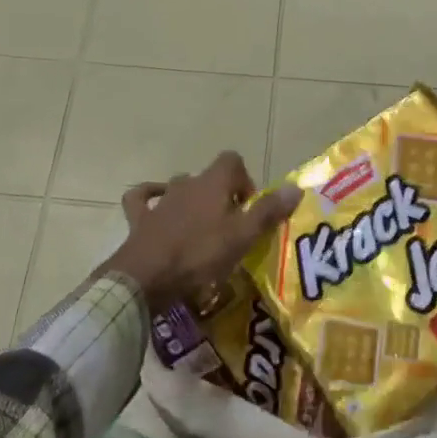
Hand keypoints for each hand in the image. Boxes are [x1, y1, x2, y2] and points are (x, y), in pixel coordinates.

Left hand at [103, 152, 302, 308]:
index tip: (249, 208)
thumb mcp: (242, 237)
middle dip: (221, 196)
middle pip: (209, 178)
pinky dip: (149, 198)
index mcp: (212, 182)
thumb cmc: (199, 255)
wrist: (146, 277)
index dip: (244, 180)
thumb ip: (269, 211)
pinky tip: (155, 205)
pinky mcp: (140, 218)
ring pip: (180, 187)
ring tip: (201, 230)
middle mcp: (187, 183)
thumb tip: (296, 187)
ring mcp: (161, 200)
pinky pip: (142, 199)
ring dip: (192, 201)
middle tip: (230, 227)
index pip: (232, 160)